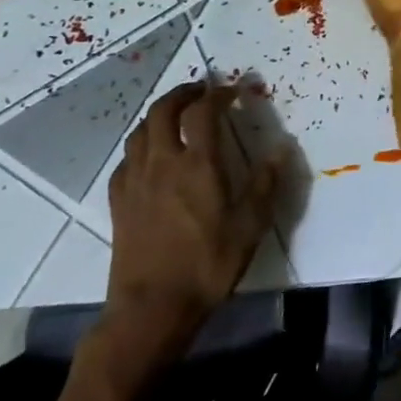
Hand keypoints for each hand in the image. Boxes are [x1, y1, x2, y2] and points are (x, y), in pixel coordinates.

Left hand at [98, 82, 276, 370]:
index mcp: (198, 165)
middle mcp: (162, 164)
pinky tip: (150, 157)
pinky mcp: (118, 203)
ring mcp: (135, 182)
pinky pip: (126, 160)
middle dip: (182, 94)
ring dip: (158, 115)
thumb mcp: (251, 225)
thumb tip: (282, 147)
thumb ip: (266, 182)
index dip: (217, 94)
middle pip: (162, 111)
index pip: (202, 112)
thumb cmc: (208, 264)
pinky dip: (141, 145)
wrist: (152, 308)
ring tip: (176, 116)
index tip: (233, 91)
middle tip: (200, 91)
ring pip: (139, 132)